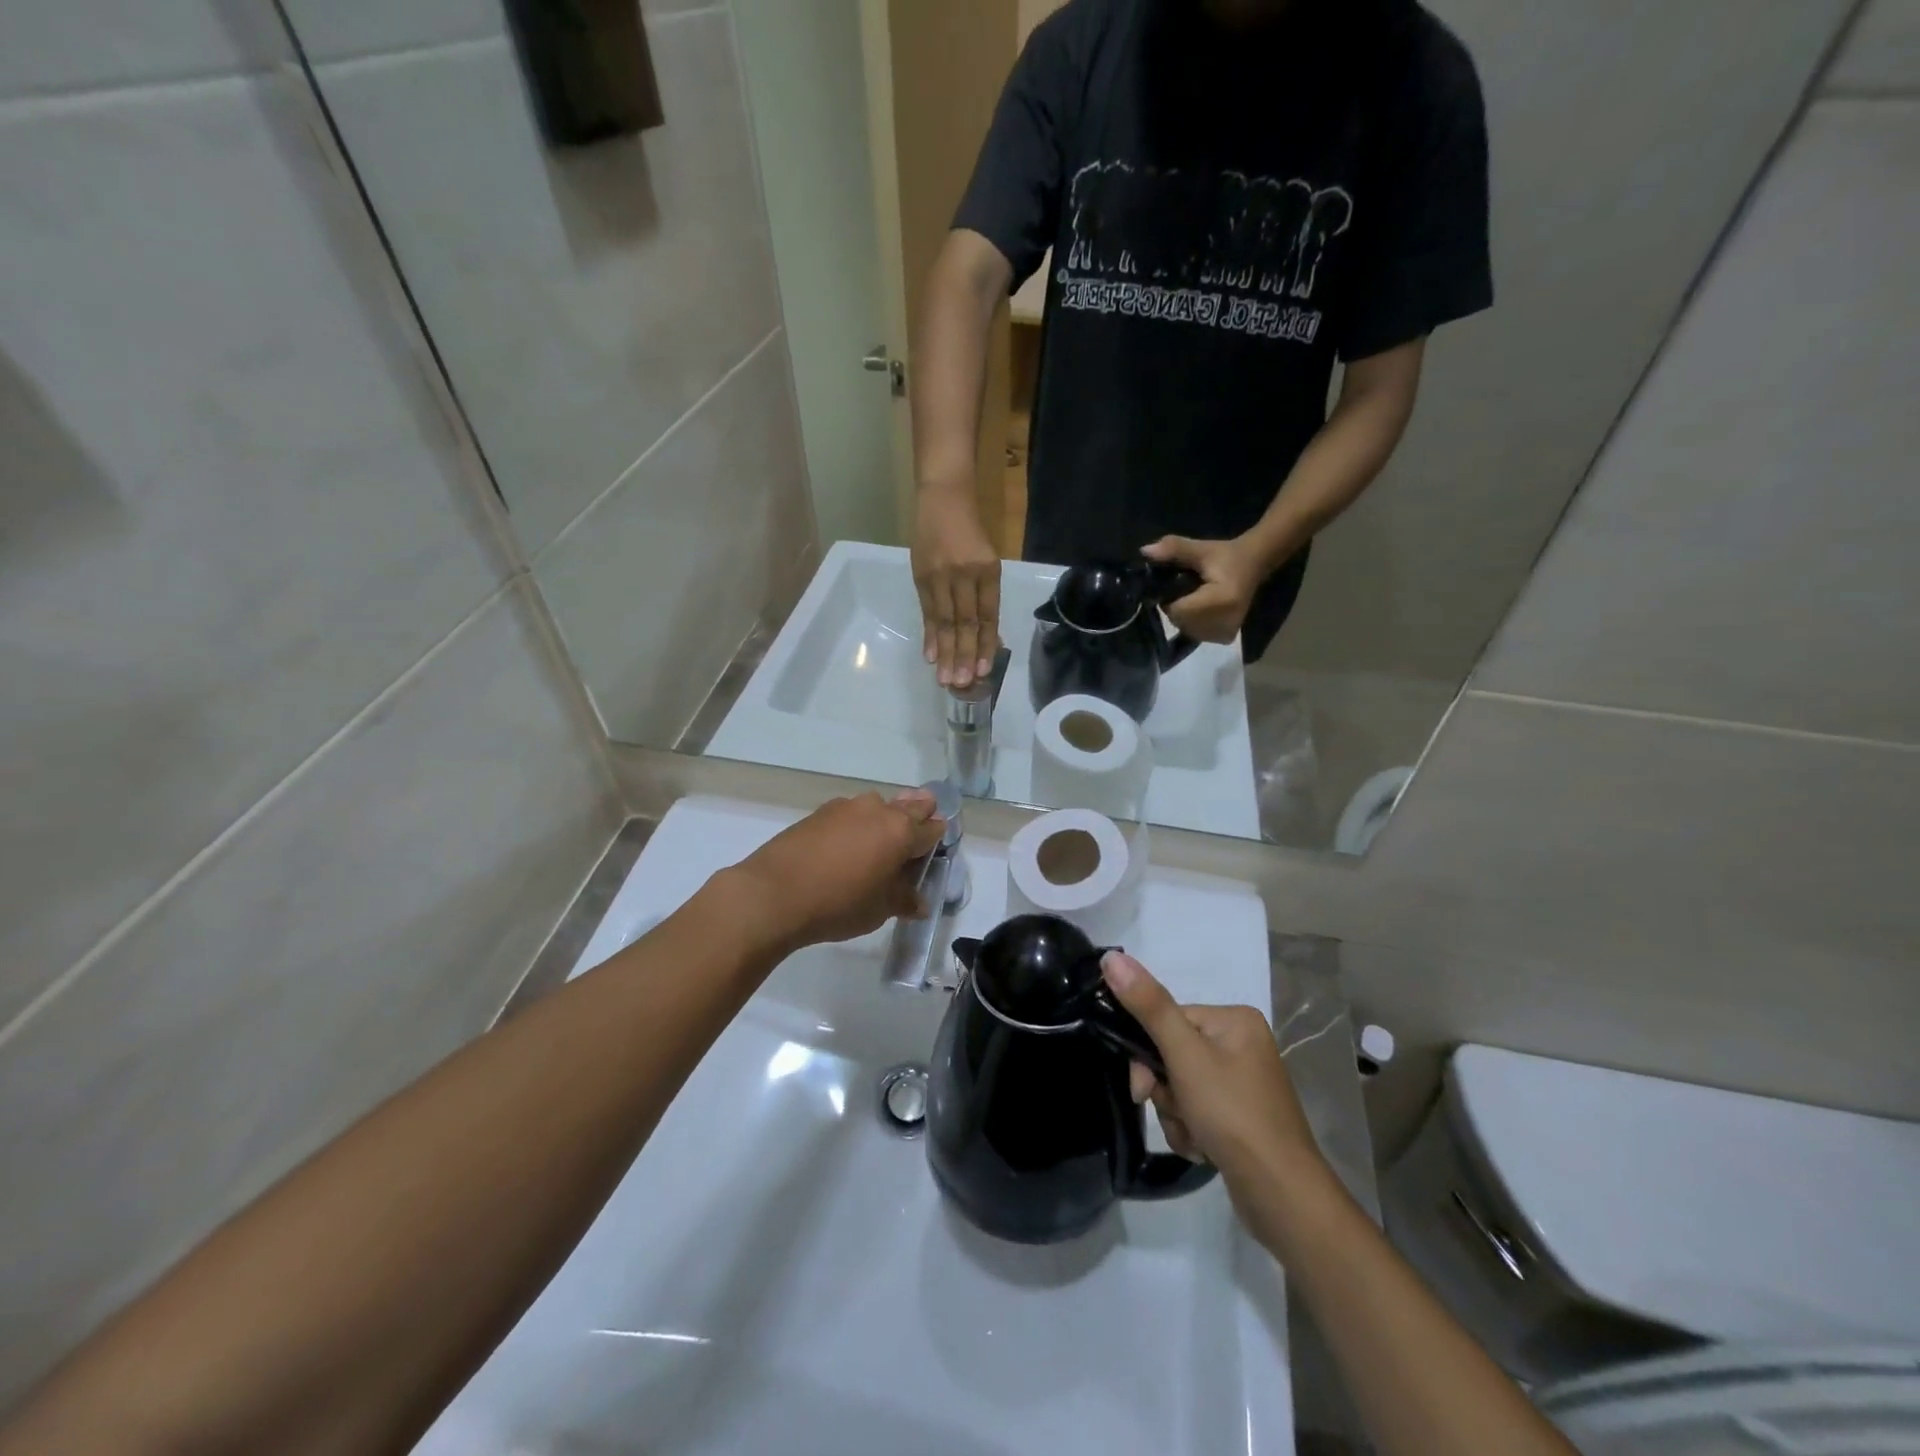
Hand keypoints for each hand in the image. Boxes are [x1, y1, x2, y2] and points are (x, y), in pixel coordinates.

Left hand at [728, 790, 945, 951]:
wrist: (773, 894)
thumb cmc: (838, 904)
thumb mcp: (879, 910)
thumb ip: (904, 900)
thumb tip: (918, 902)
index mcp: (901, 831)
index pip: (932, 829)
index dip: (937, 840)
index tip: (934, 851)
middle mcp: (878, 810)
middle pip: (910, 807)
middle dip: (917, 819)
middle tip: (911, 842)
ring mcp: (846, 807)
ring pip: (878, 806)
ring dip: (884, 820)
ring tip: (876, 848)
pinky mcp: (820, 812)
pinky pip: (851, 813)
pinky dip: (857, 825)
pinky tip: (846, 847)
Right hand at [913, 489, 1001, 687]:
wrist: (943, 499)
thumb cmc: (971, 533)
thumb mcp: (987, 561)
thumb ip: (985, 596)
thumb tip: (987, 637)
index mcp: (987, 571)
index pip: (987, 615)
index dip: (985, 644)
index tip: (983, 671)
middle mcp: (964, 574)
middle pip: (964, 622)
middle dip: (964, 656)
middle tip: (962, 684)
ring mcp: (940, 575)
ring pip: (944, 621)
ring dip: (945, 653)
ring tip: (945, 679)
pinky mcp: (920, 576)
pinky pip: (927, 612)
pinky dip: (929, 635)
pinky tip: (930, 656)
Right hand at [1100, 951, 1322, 1203]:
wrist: (1283, 1197)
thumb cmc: (1233, 1114)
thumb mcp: (1184, 1056)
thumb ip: (1148, 1005)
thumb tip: (1111, 957)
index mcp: (1234, 1020)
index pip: (1169, 1019)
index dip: (1148, 1052)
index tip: (1143, 1086)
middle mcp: (1242, 1045)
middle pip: (1173, 1054)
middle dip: (1165, 1090)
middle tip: (1174, 1113)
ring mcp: (1243, 1084)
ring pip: (1180, 1086)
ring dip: (1176, 1114)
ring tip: (1194, 1137)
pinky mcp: (1241, 1118)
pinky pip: (1197, 1111)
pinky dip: (1191, 1130)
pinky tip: (1203, 1150)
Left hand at [1141, 535, 1265, 644]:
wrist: (1254, 565)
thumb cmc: (1226, 556)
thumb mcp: (1201, 549)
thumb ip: (1174, 549)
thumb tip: (1145, 551)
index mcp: (1222, 601)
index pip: (1178, 610)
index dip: (1170, 599)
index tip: (1177, 585)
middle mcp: (1225, 622)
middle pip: (1181, 622)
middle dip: (1176, 608)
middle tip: (1186, 591)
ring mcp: (1226, 633)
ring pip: (1187, 630)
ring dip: (1184, 616)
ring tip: (1196, 599)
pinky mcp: (1226, 638)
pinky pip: (1197, 634)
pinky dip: (1193, 623)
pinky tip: (1202, 609)